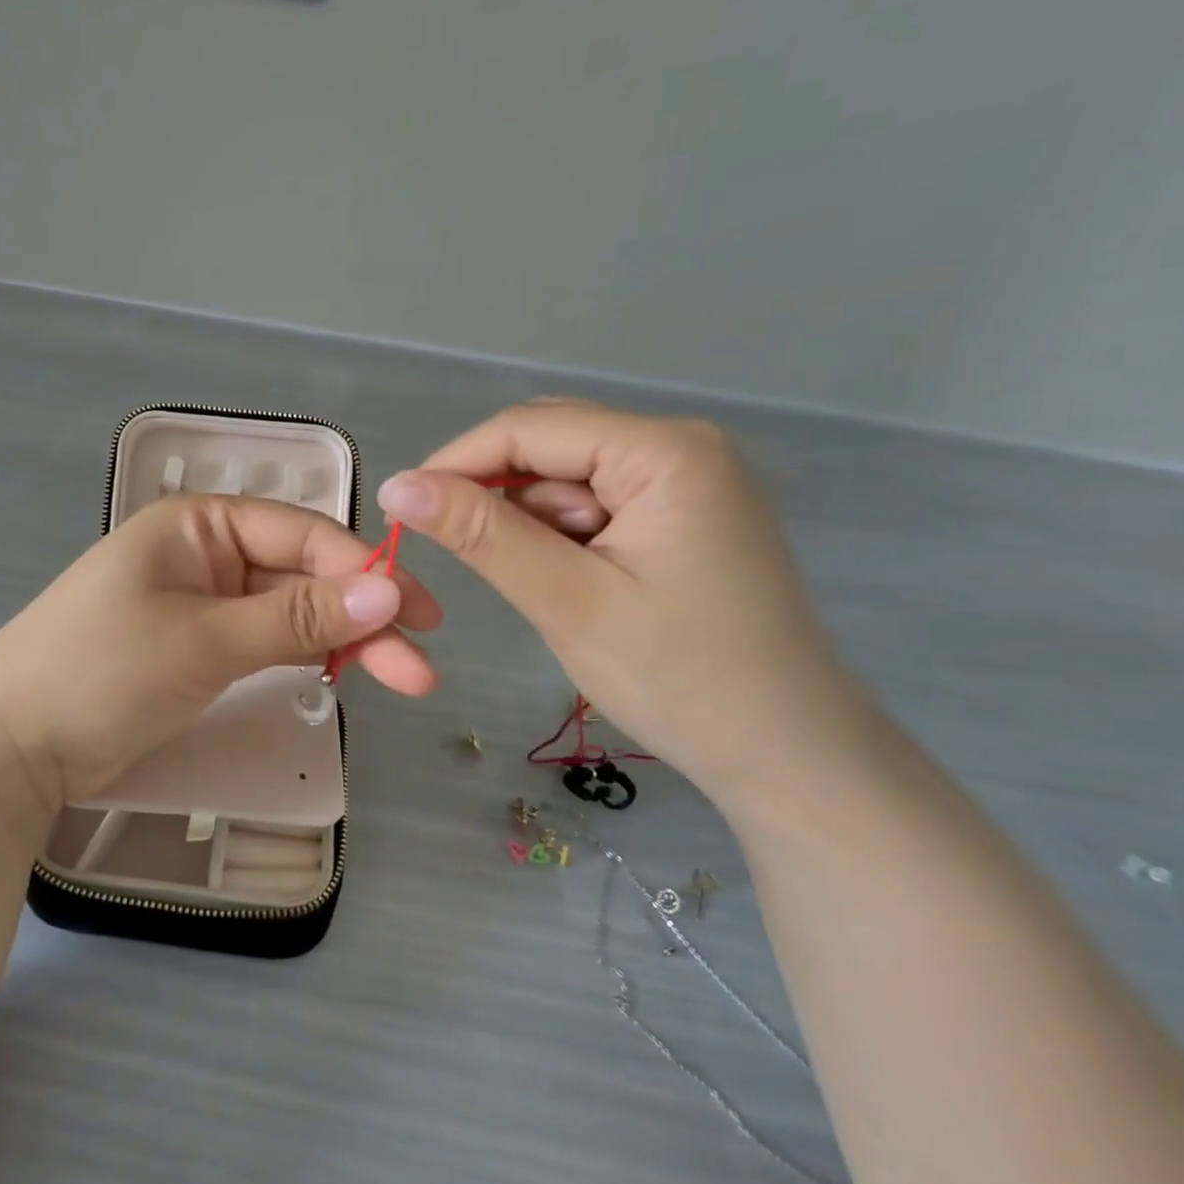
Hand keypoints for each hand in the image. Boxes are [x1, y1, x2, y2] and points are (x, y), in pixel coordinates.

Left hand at [0, 494, 440, 808]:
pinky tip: (344, 672)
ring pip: (289, 612)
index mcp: (199, 525)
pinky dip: (304, 655)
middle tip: (423, 664)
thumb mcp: (206, 640)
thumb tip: (389, 593)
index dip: (363, 572)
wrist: (12, 745)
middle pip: (302, 575)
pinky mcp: (198, 649)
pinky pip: (265, 641)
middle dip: (362, 616)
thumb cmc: (101, 672)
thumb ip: (297, 618)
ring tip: (402, 676)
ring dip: (342, 640)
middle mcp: (205, 554)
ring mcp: (202, 604)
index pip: (301, 534)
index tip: (418, 614)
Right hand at [378, 399, 855, 798]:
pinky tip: (572, 587)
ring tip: (550, 592)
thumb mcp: (566, 601)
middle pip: (551, 445)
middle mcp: (680, 448)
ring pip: (567, 481)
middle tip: (464, 558)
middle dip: (496, 497)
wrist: (786, 755)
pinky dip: (562, 541)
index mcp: (665, 452)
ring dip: (532, 526)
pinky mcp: (681, 519)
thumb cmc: (679, 678)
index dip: (455, 462)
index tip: (398, 509)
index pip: (530, 428)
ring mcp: (686, 483)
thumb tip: (397, 486)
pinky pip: (595, 508)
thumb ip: (482, 535)